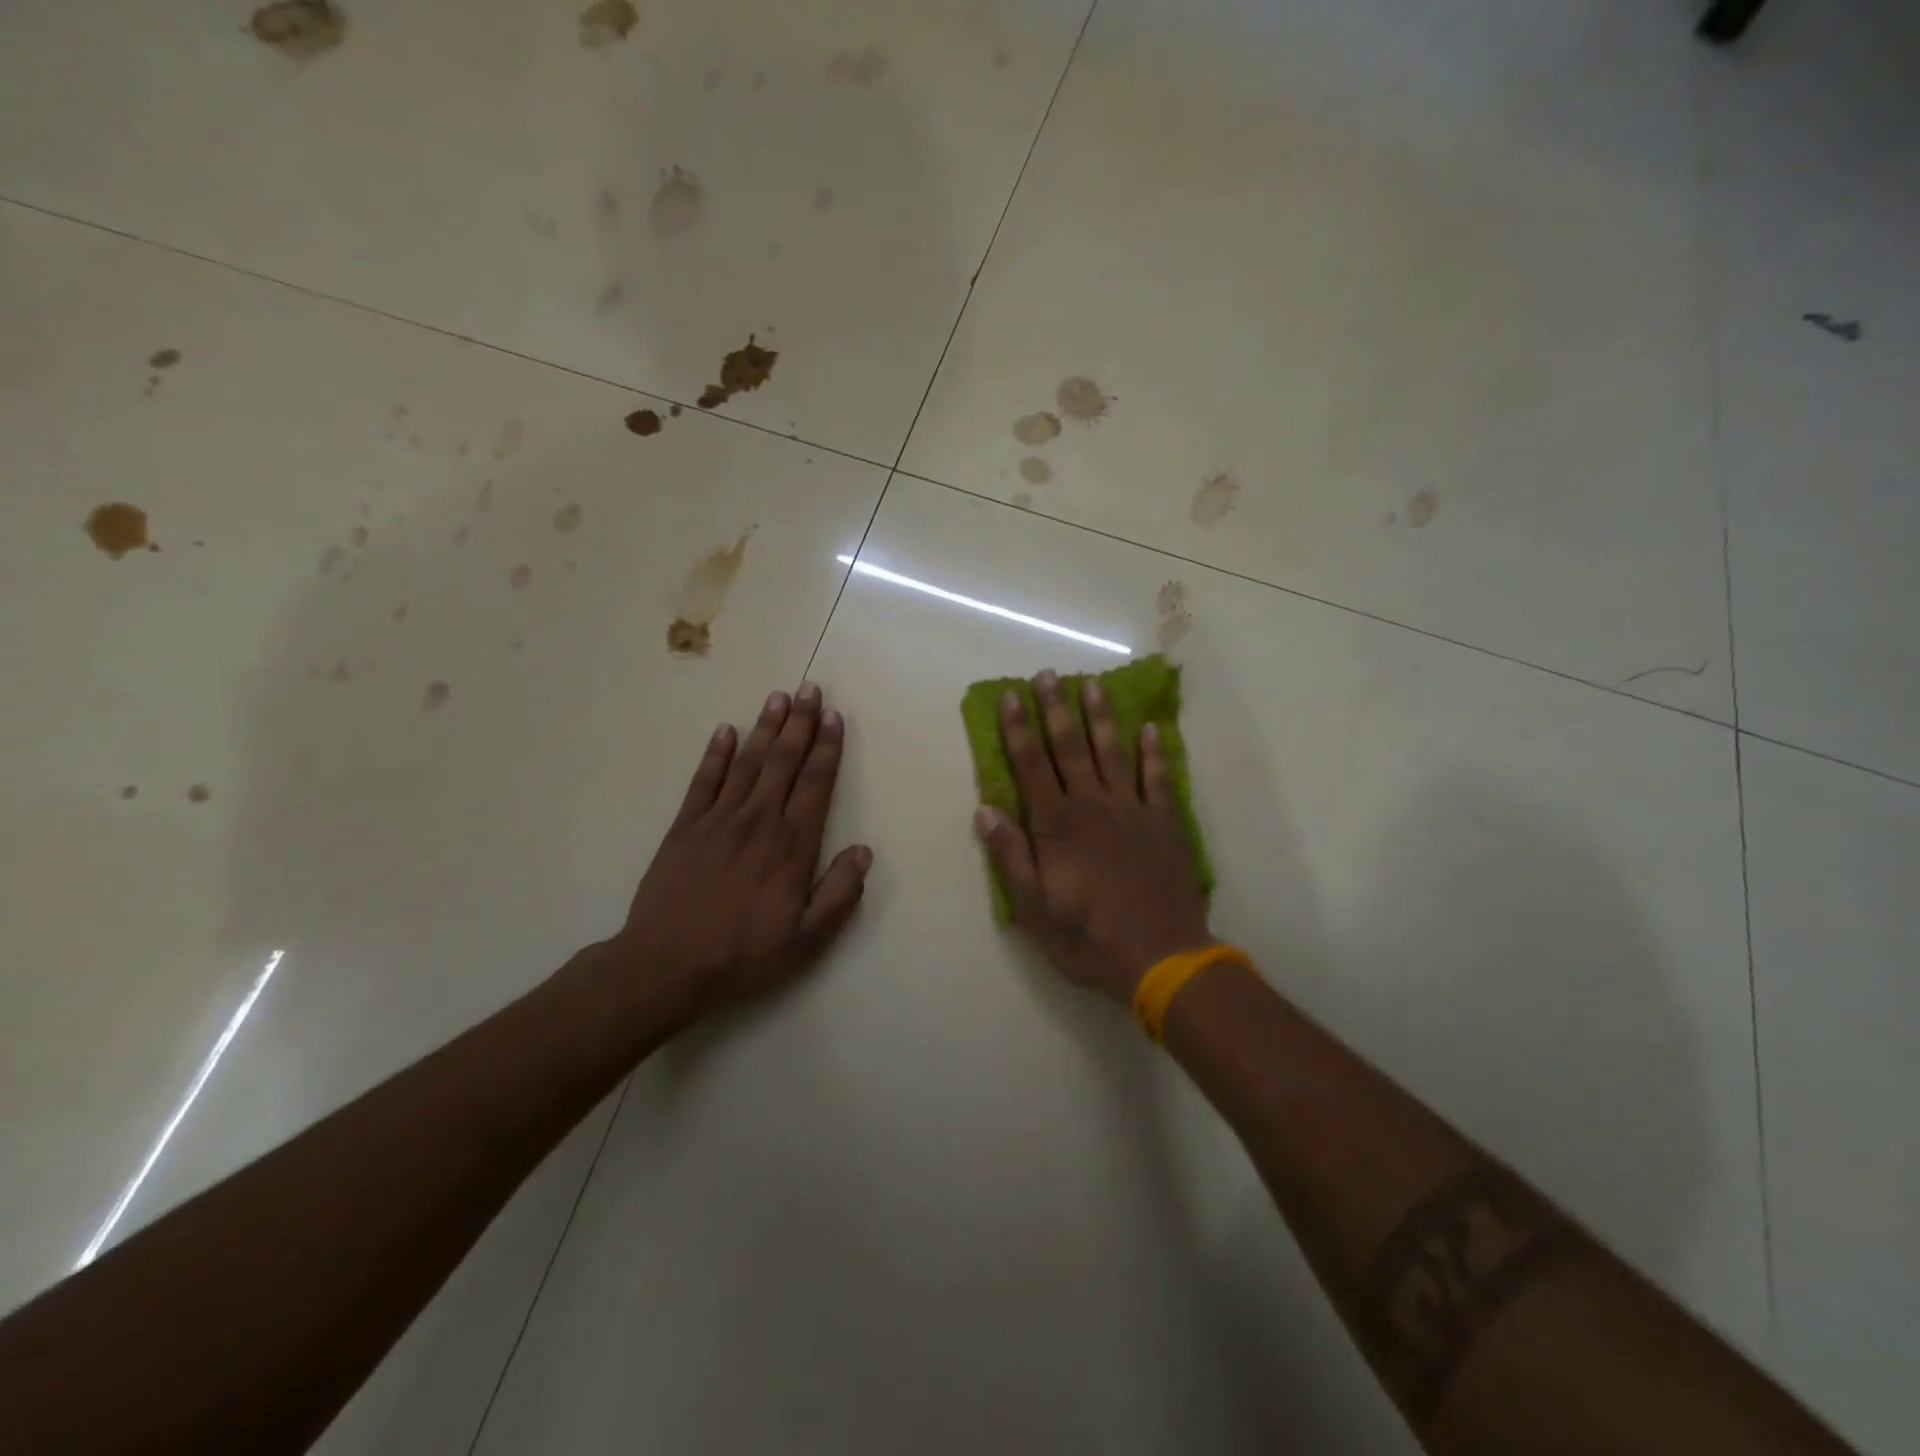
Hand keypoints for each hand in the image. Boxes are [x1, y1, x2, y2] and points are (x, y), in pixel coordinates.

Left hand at [609, 683, 871, 1017]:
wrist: (667, 965)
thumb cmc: (744, 955)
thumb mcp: (807, 939)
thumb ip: (840, 893)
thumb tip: (863, 852)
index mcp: (792, 845)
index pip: (815, 784)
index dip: (828, 749)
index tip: (835, 717)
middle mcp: (759, 820)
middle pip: (783, 761)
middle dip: (800, 723)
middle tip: (810, 689)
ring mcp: (718, 819)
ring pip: (748, 762)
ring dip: (765, 728)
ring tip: (777, 697)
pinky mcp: (685, 827)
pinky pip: (704, 781)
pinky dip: (716, 754)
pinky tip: (726, 731)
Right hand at [975, 670, 1212, 1004]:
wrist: (1162, 958)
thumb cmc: (1089, 939)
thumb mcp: (1034, 910)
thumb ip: (1010, 857)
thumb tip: (985, 810)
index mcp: (1057, 826)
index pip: (1031, 766)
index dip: (1019, 729)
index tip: (1011, 696)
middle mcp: (1092, 807)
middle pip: (1070, 748)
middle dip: (1056, 709)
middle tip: (1048, 675)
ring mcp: (1132, 811)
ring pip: (1112, 753)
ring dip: (1101, 717)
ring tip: (1092, 685)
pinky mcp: (1164, 823)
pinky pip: (1159, 778)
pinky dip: (1154, 752)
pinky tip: (1150, 728)